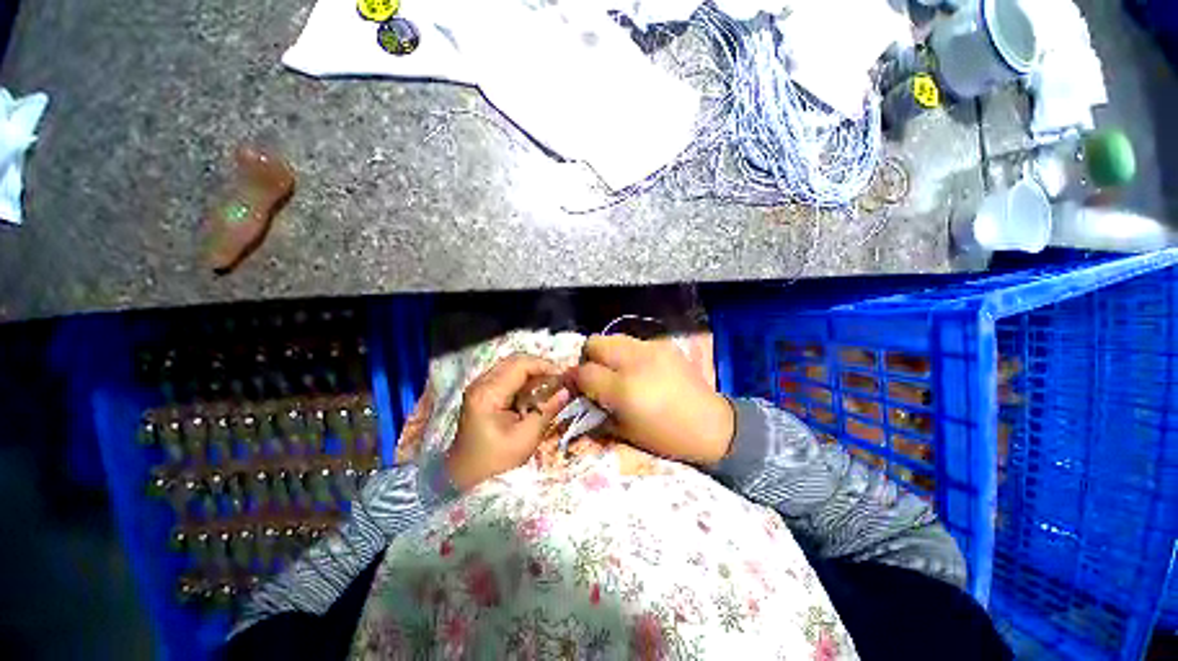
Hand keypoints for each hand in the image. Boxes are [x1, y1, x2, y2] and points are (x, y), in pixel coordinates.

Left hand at [448, 354, 570, 491]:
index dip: (544, 366)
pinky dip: (525, 378)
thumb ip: (547, 411)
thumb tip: (567, 391)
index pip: (520, 365)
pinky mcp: (483, 389)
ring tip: (550, 383)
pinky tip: (535, 390)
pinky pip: (508, 374)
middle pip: (516, 360)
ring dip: (533, 371)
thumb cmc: (495, 458)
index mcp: (488, 393)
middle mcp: (481, 382)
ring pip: (512, 364)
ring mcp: (480, 384)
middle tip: (559, 379)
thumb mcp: (526, 438)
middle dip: (540, 366)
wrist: (464, 470)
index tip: (563, 376)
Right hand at [572, 335, 733, 465]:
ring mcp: (651, 349)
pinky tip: (639, 369)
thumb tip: (578, 395)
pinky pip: (634, 342)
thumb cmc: (665, 437)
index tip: (576, 386)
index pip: (584, 372)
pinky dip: (628, 353)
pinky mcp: (664, 345)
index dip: (574, 379)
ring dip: (607, 353)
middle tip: (596, 375)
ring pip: (613, 337)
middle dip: (588, 358)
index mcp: (623, 389)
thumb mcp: (624, 432)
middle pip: (594, 343)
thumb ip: (596, 409)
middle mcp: (634, 361)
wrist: (711, 426)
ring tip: (616, 370)